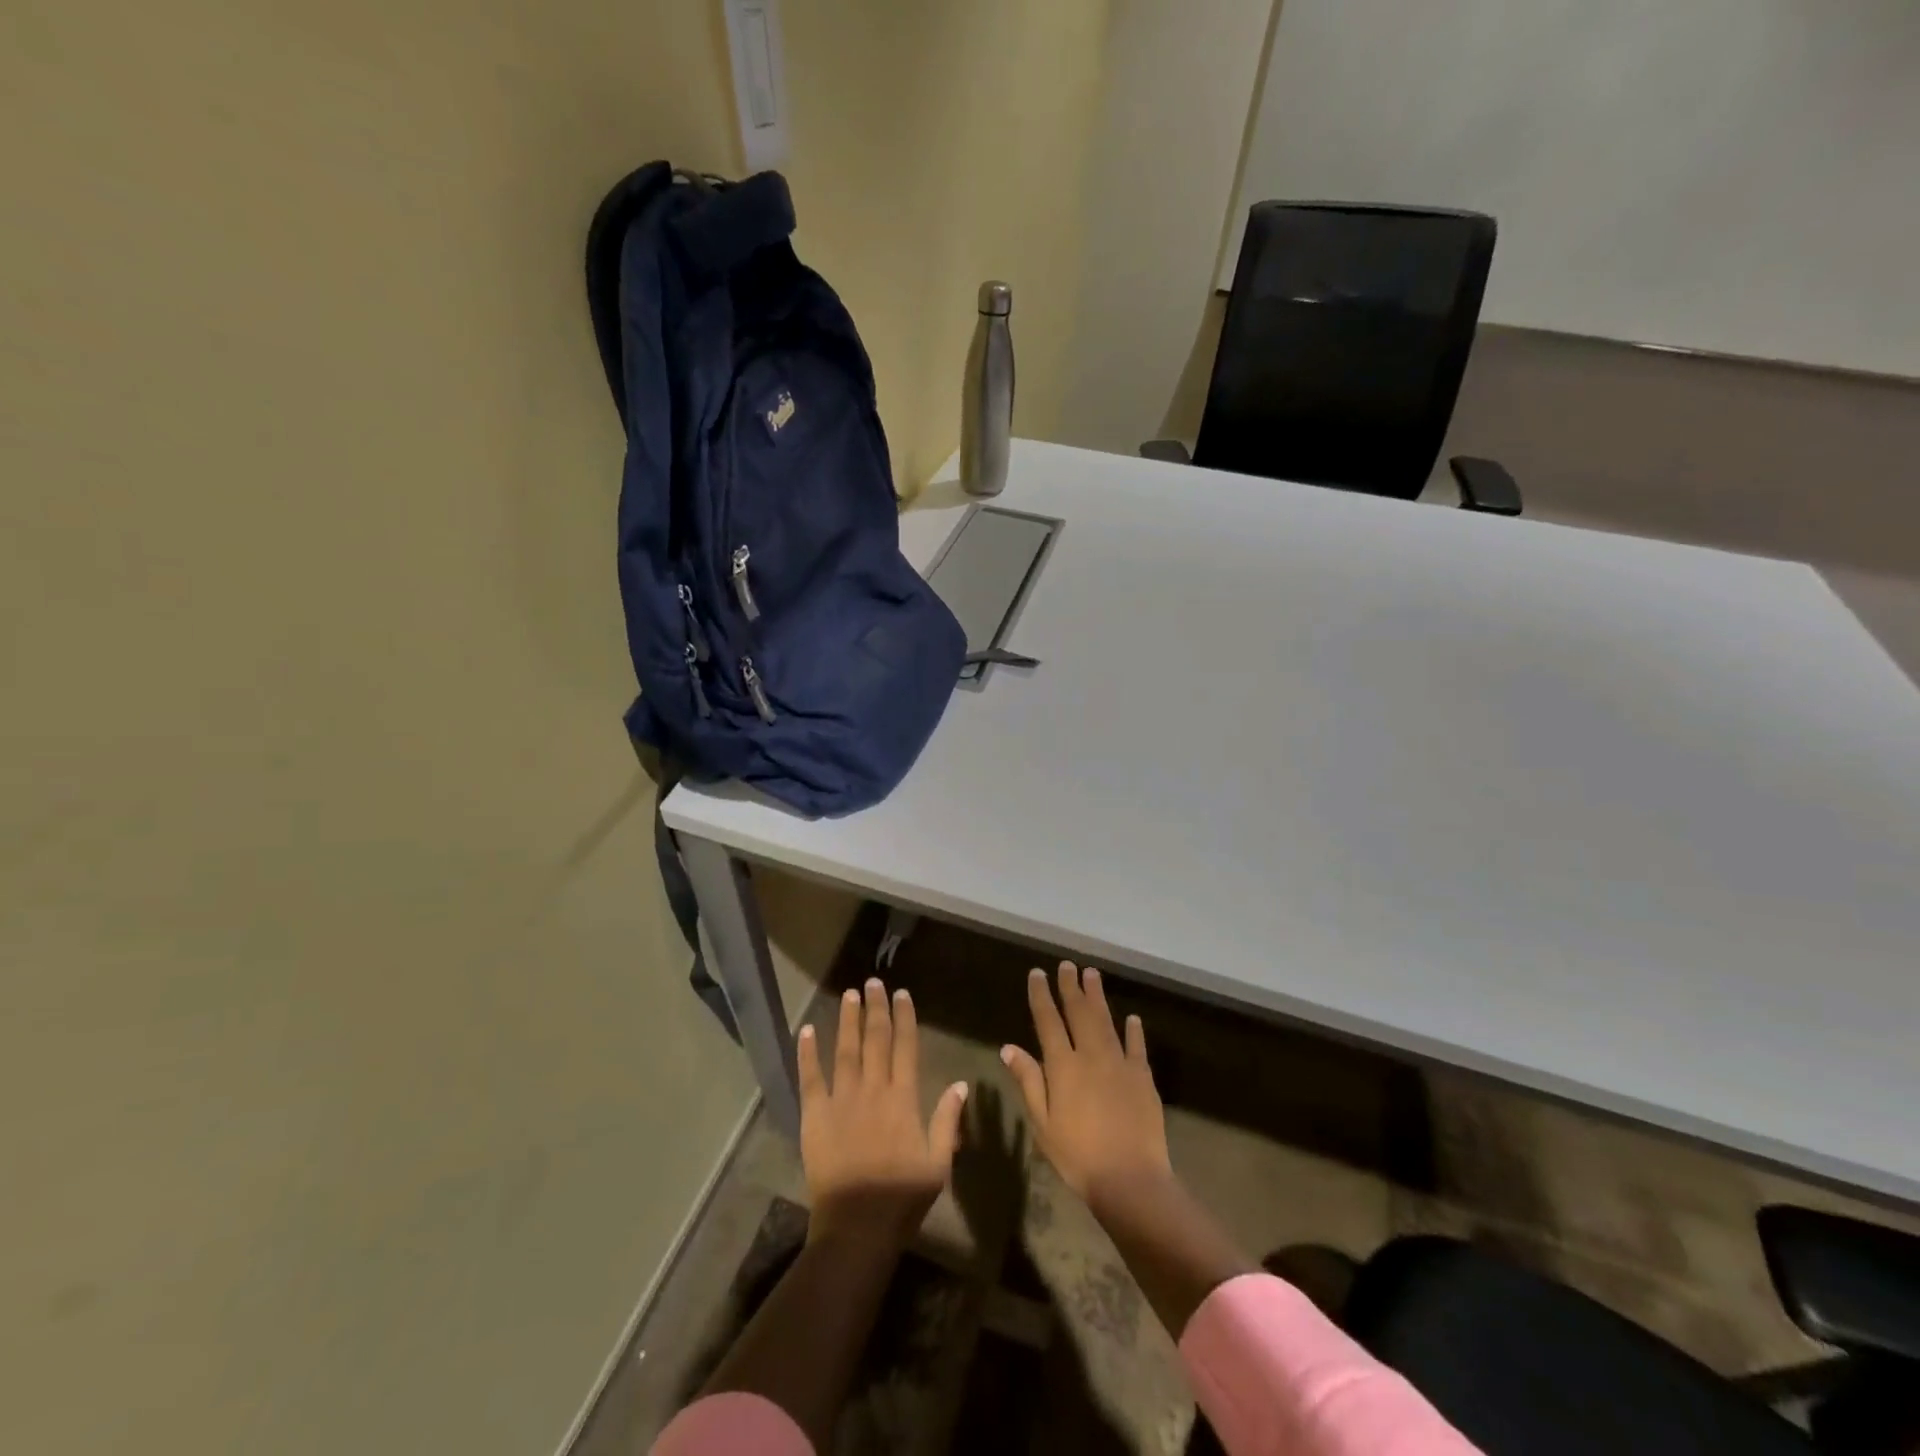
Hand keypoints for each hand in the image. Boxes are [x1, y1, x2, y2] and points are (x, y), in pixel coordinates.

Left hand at [798, 978, 968, 1248]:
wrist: (857, 1228)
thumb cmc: (902, 1199)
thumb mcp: (938, 1164)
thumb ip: (947, 1120)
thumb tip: (961, 1083)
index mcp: (903, 1099)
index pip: (905, 1047)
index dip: (904, 1018)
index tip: (902, 994)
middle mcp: (872, 1090)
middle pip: (875, 1040)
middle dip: (875, 1008)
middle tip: (873, 981)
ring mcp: (841, 1100)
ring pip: (845, 1050)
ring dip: (847, 1020)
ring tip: (849, 994)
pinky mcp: (815, 1116)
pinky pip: (810, 1078)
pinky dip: (807, 1053)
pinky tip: (807, 1030)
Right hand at [1001, 963, 1172, 1212]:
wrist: (1130, 1179)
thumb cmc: (1077, 1156)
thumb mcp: (1042, 1123)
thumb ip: (1028, 1081)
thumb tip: (1009, 1047)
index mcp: (1063, 1066)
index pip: (1048, 1021)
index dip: (1041, 995)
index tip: (1037, 973)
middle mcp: (1091, 1055)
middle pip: (1079, 1013)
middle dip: (1071, 987)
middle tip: (1068, 965)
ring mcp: (1120, 1063)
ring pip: (1106, 1021)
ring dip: (1098, 997)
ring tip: (1092, 974)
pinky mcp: (1143, 1077)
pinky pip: (1137, 1046)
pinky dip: (1134, 1030)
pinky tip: (1131, 1018)